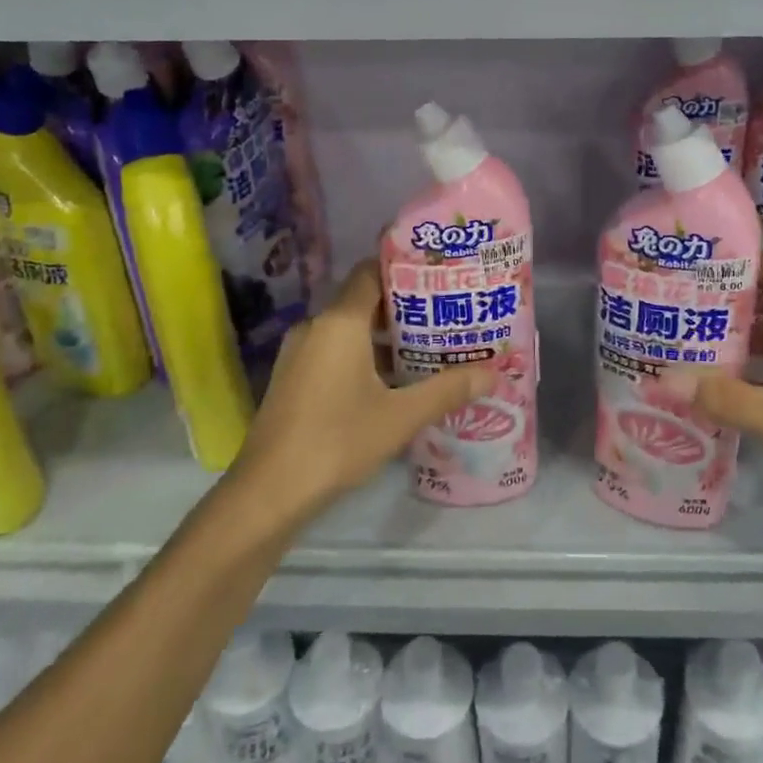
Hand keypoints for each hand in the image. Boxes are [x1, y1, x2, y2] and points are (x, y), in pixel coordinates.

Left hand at [227, 261, 494, 526]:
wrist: (269, 493)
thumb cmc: (337, 441)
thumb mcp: (401, 416)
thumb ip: (447, 390)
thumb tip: (493, 374)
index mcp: (340, 322)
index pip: (371, 272)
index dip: (404, 269)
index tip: (439, 275)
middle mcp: (316, 327)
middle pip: (364, 300)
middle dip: (404, 307)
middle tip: (446, 314)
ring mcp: (300, 353)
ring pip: (349, 330)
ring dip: (385, 335)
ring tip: (428, 346)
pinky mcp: (294, 378)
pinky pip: (335, 351)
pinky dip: (364, 355)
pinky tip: (394, 380)